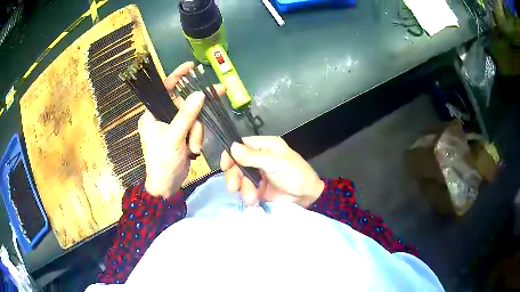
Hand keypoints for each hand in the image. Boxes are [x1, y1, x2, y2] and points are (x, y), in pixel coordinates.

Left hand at [139, 62, 224, 197]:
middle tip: (197, 133)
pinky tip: (193, 149)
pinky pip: (195, 127)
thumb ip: (187, 115)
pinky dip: (197, 137)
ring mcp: (172, 126)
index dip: (177, 76)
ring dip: (196, 132)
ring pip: (192, 117)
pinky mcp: (181, 134)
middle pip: (184, 105)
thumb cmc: (163, 162)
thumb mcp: (174, 138)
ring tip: (193, 148)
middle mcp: (161, 117)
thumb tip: (200, 94)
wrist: (167, 186)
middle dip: (194, 119)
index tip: (191, 66)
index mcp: (152, 115)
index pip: (164, 90)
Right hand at [220, 136, 324, 206]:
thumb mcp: (275, 163)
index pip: (241, 145)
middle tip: (234, 188)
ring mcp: (258, 174)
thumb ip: (253, 157)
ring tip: (252, 198)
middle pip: (236, 163)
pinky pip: (245, 190)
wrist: (307, 197)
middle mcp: (259, 158)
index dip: (230, 154)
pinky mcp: (258, 188)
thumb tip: (232, 147)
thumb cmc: (295, 175)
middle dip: (235, 177)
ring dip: (243, 189)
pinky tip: (254, 201)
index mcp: (265, 146)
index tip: (225, 167)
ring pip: (239, 178)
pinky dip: (247, 196)